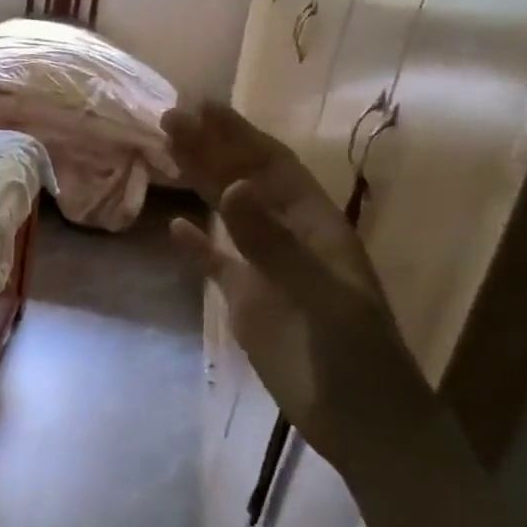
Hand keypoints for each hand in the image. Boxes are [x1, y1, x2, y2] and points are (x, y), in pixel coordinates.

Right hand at [162, 100, 441, 476]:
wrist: (360, 420)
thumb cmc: (355, 355)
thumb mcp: (321, 295)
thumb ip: (273, 243)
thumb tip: (231, 187)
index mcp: (315, 226)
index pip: (272, 167)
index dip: (238, 134)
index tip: (202, 105)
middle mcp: (288, 238)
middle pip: (244, 181)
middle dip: (210, 147)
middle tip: (170, 116)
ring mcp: (265, 269)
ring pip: (227, 214)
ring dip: (200, 182)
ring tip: (167, 150)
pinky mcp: (247, 302)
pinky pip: (216, 264)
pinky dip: (196, 245)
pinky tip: (175, 227)